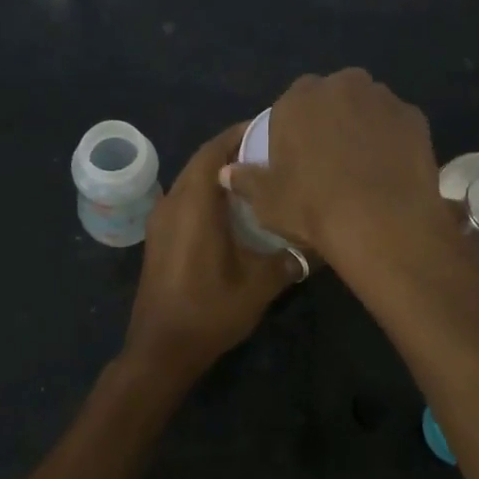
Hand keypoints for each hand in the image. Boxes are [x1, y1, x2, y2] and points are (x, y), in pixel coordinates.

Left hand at [123, 122, 297, 381]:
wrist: (161, 350)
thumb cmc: (208, 312)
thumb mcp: (259, 285)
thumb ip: (289, 257)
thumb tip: (318, 241)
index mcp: (193, 205)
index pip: (214, 150)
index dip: (240, 134)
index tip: (271, 128)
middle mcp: (172, 203)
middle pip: (202, 161)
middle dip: (234, 150)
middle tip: (272, 151)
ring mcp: (161, 220)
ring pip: (192, 180)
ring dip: (220, 172)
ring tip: (259, 175)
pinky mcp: (160, 236)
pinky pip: (186, 199)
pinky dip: (209, 193)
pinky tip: (236, 208)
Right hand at [221, 69, 453, 266]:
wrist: (382, 222)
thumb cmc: (313, 207)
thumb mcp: (267, 201)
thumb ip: (246, 180)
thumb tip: (227, 171)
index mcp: (300, 97)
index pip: (292, 102)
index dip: (295, 127)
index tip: (297, 155)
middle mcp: (343, 85)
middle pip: (332, 97)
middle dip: (330, 118)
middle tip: (330, 158)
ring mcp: (383, 98)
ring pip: (367, 106)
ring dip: (363, 125)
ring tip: (363, 165)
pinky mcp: (415, 117)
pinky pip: (396, 125)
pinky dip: (392, 140)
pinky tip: (389, 169)